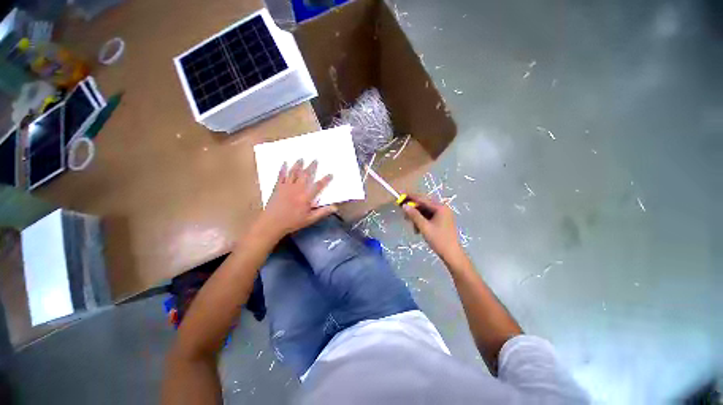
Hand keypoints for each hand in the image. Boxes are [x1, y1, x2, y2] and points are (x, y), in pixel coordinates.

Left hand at [257, 159, 336, 239]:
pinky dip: (283, 169)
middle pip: (306, 175)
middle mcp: (297, 189)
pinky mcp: (278, 187)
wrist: (272, 223)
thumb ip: (322, 212)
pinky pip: (281, 176)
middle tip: (315, 160)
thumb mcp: (310, 219)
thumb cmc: (292, 222)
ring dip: (298, 165)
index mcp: (306, 197)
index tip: (330, 174)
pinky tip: (284, 163)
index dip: (325, 180)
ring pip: (294, 173)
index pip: (318, 186)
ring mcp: (287, 187)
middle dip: (311, 167)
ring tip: (301, 158)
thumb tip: (335, 208)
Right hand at [402, 194, 462, 260]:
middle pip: (424, 205)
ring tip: (412, 226)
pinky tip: (418, 229)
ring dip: (417, 217)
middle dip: (413, 210)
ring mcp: (443, 215)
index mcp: (440, 208)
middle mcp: (442, 209)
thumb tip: (404, 206)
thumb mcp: (424, 227)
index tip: (400, 197)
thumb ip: (414, 215)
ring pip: (425, 212)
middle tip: (404, 215)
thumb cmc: (438, 239)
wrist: (451, 254)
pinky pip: (429, 217)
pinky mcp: (442, 221)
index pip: (422, 199)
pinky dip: (422, 221)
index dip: (411, 198)